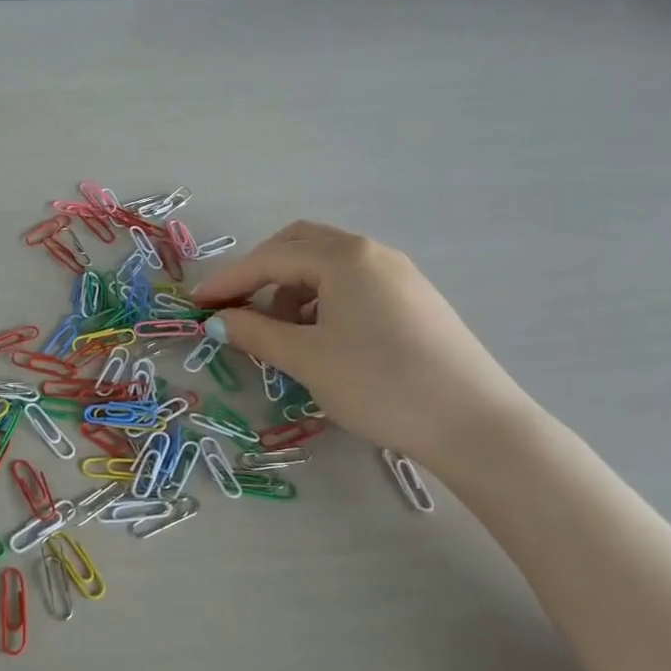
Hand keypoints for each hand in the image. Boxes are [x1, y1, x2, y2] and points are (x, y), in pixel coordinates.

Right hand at [192, 221, 534, 466]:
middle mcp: (372, 253)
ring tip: (280, 334)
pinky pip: (353, 285)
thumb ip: (255, 333)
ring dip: (291, 289)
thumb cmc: (379, 384)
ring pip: (327, 266)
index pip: (269, 258)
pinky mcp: (414, 300)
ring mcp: (398, 274)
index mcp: (344, 257)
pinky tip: (320, 338)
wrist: (474, 424)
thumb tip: (219, 321)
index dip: (227, 281)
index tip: (196, 304)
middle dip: (260, 273)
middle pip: (299, 246)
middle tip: (236, 308)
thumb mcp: (307, 359)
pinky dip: (322, 301)